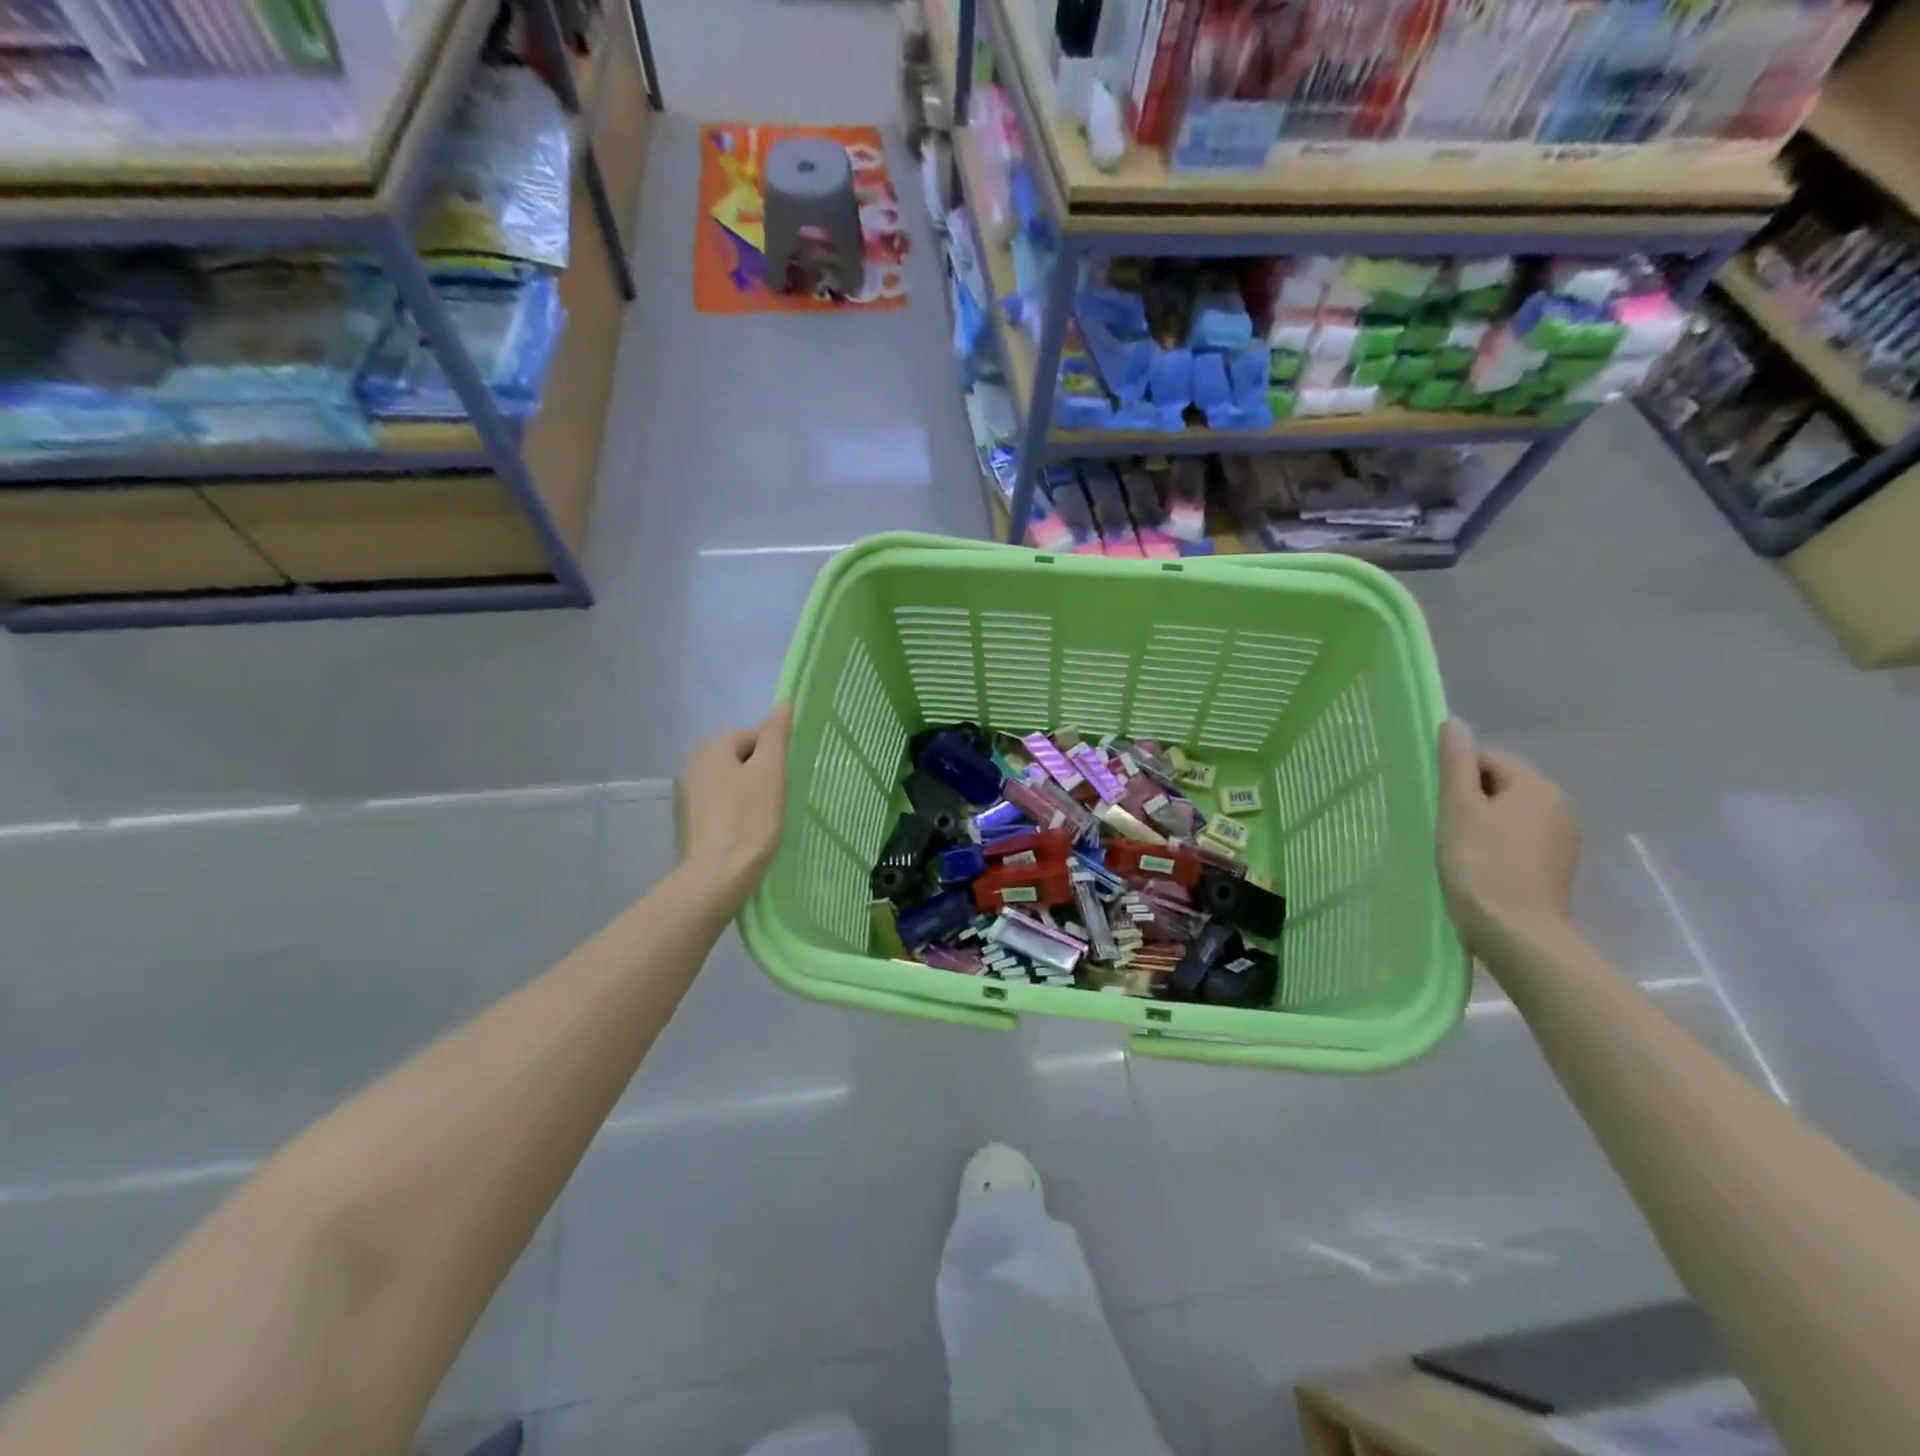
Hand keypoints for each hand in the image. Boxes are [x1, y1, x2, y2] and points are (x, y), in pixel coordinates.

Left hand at [679, 703, 792, 904]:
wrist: (717, 875)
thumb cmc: (749, 818)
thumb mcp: (770, 771)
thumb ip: (776, 735)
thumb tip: (782, 703)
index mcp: (710, 748)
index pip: (752, 736)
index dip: (773, 755)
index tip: (782, 780)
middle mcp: (692, 766)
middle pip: (740, 758)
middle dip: (760, 774)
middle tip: (777, 798)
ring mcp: (687, 796)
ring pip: (730, 783)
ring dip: (749, 794)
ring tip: (764, 817)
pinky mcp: (690, 823)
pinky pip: (720, 806)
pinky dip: (736, 812)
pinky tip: (747, 831)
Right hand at [1436, 719, 1581, 956]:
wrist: (1517, 933)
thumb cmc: (1481, 864)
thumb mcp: (1458, 808)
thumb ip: (1455, 763)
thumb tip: (1454, 723)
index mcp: (1537, 786)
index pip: (1488, 760)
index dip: (1456, 777)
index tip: (1436, 804)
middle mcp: (1560, 806)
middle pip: (1501, 786)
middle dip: (1470, 800)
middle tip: (1442, 826)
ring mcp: (1563, 840)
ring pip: (1510, 814)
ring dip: (1482, 824)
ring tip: (1456, 848)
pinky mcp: (1557, 867)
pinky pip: (1520, 840)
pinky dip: (1497, 846)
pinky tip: (1479, 867)